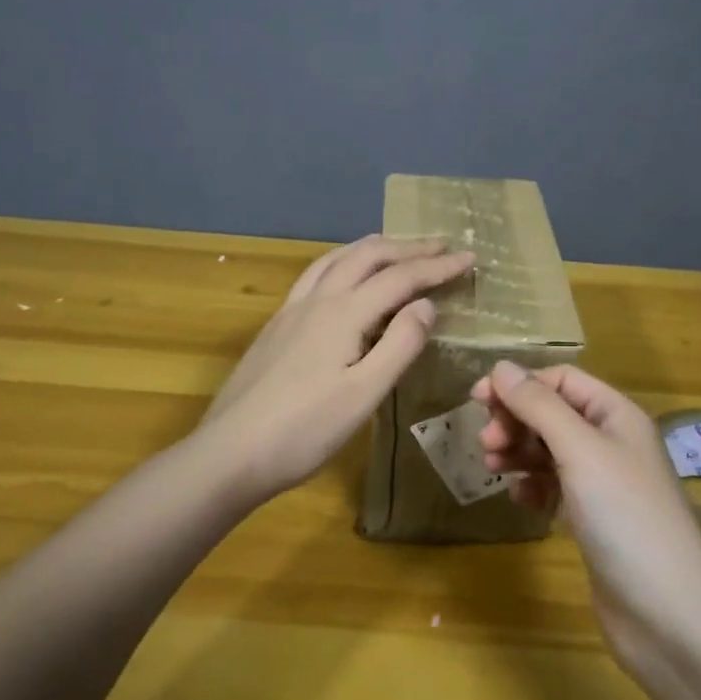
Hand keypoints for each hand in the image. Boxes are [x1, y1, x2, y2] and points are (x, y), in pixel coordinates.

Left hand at [201, 236, 473, 499]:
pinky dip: (343, 261)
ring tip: (396, 248)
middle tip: (441, 246)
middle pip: (367, 256)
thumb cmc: (304, 430)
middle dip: (408, 247)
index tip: (470, 258)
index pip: (400, 277)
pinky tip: (343, 277)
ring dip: (372, 248)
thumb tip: (425, 304)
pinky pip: (316, 274)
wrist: (230, 453)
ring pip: (336, 258)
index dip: (437, 266)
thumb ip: (400, 345)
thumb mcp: (364, 394)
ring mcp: (291, 310)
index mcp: (343, 313)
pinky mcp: (276, 326)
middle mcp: (317, 300)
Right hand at [470, 361, 700, 666]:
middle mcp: (612, 442)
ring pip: (550, 451)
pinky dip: (533, 487)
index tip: (478, 400)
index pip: (561, 380)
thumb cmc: (625, 516)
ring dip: (519, 452)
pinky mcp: (594, 520)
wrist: (669, 614)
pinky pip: (554, 488)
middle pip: (553, 414)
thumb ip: (539, 406)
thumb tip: (501, 367)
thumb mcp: (580, 450)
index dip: (520, 385)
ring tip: (491, 468)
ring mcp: (604, 484)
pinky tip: (519, 500)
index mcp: (616, 415)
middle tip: (485, 443)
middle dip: (516, 421)